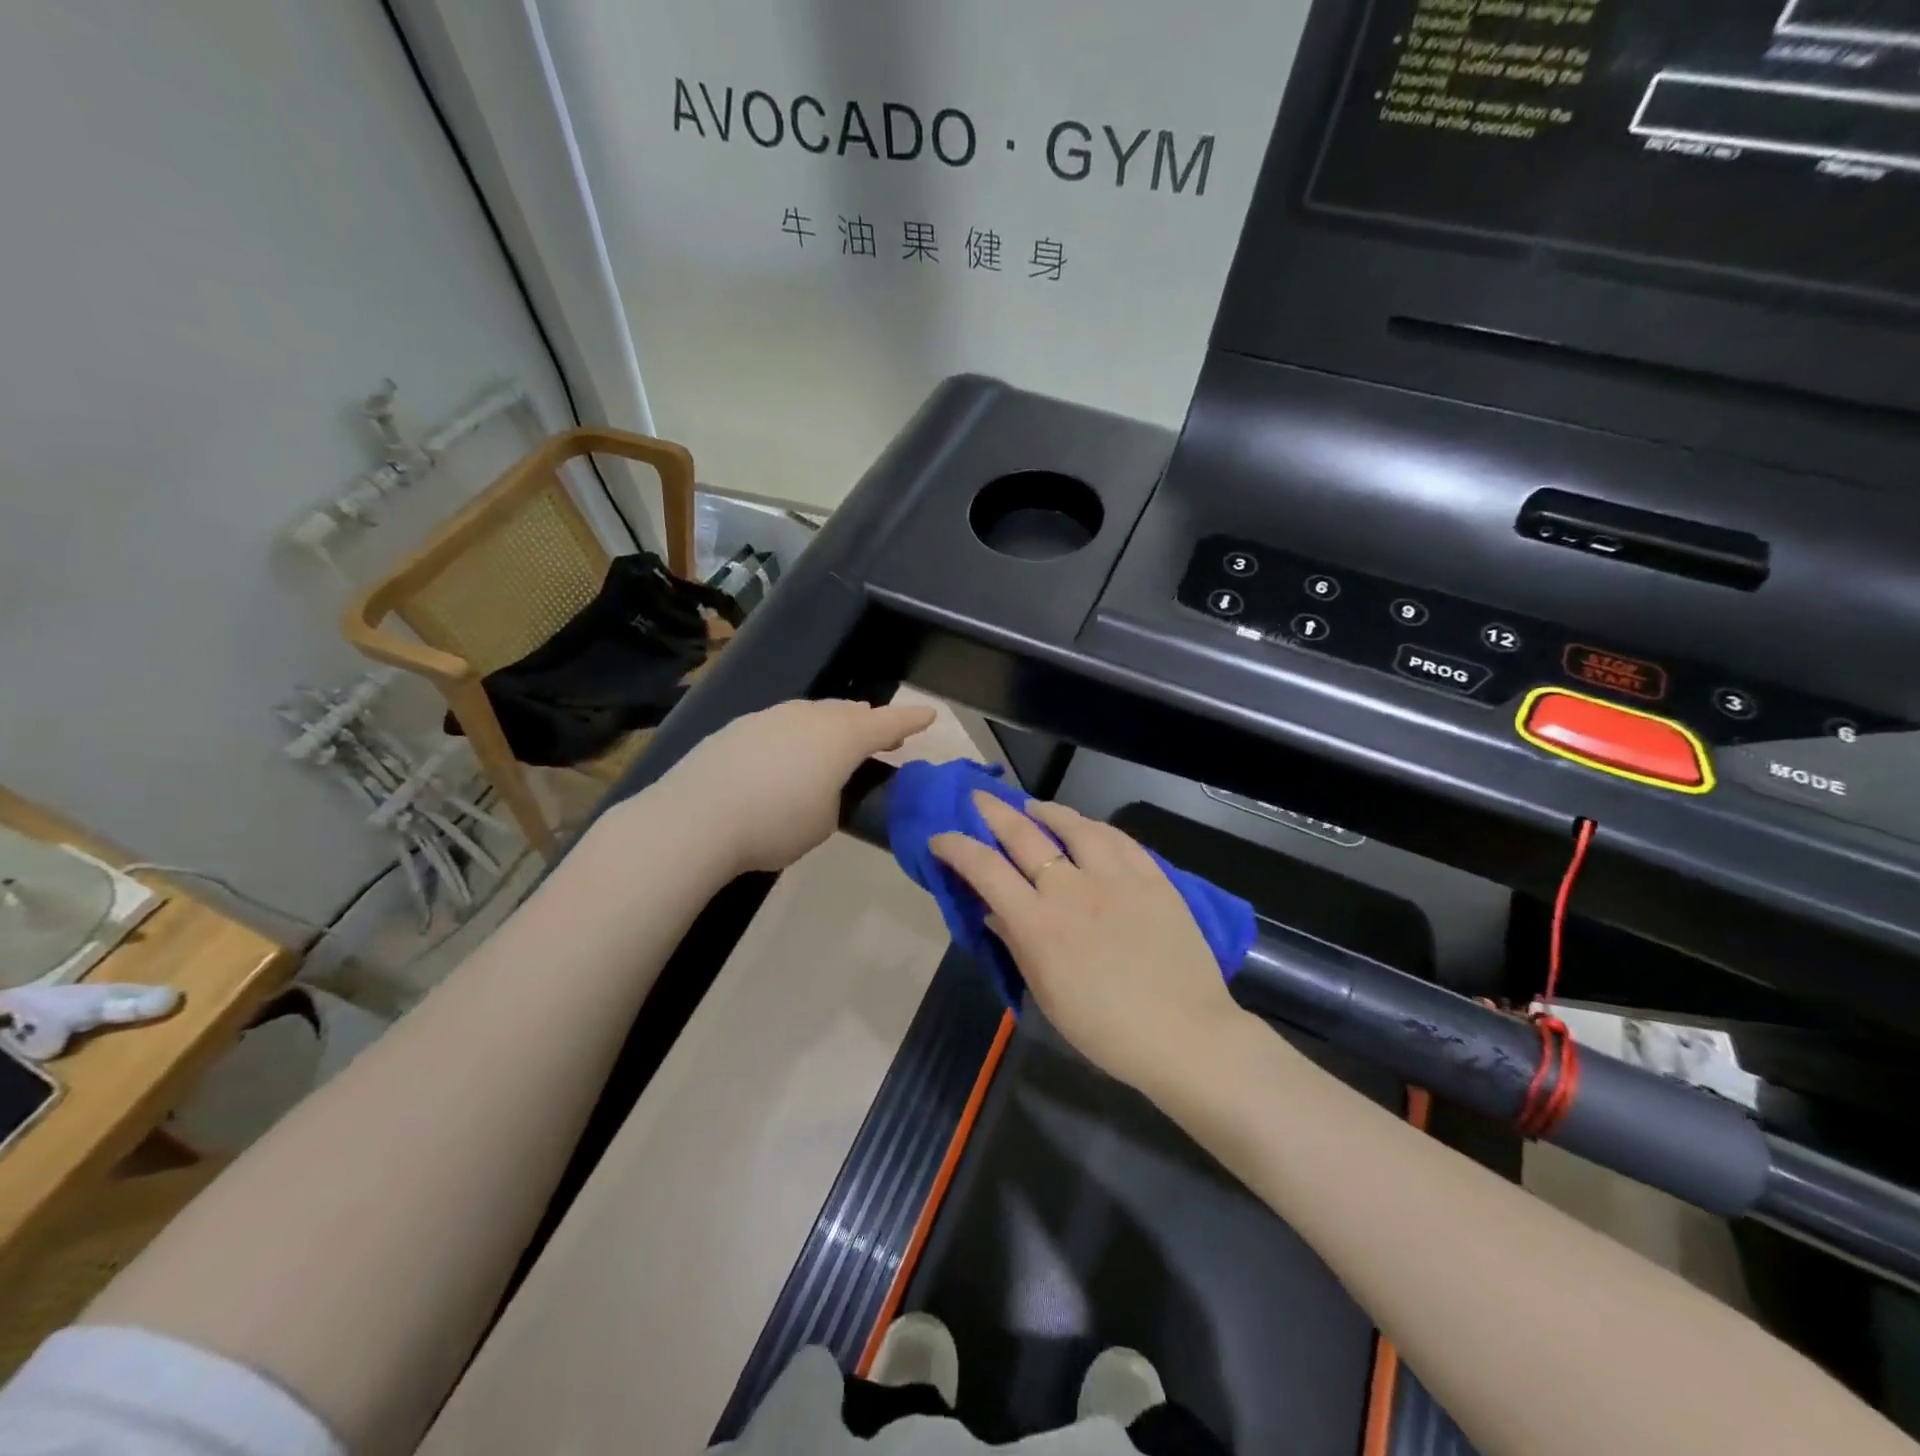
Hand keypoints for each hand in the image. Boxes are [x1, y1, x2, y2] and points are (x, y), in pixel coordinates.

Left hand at [650, 699, 936, 873]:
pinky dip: (798, 736)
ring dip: (833, 726)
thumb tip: (823, 784)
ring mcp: (772, 717)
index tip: (930, 714)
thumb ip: (835, 796)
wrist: (695, 819)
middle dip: (870, 723)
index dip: (911, 719)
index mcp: (842, 738)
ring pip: (815, 714)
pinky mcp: (741, 727)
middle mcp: (811, 716)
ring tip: (837, 743)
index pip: (888, 723)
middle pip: (851, 714)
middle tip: (883, 737)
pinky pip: (784, 724)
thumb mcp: (825, 821)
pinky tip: (788, 757)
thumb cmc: (775, 824)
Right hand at [930, 792, 1243, 1092]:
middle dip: (994, 811)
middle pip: (1024, 835)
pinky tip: (1086, 827)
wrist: (1184, 1034)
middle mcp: (1071, 889)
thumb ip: (1017, 944)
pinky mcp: (1152, 877)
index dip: (956, 847)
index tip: (941, 837)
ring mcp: (1115, 878)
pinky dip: (1094, 827)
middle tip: (979, 797)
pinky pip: (1118, 839)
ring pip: (1073, 825)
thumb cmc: (1105, 1029)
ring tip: (1032, 806)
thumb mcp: (1047, 993)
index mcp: (1038, 924)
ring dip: (1046, 810)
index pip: (985, 870)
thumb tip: (993, 911)